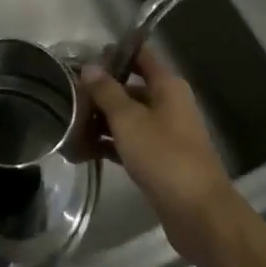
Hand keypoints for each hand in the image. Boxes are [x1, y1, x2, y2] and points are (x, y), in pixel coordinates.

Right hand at [80, 49, 240, 266]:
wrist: (199, 213)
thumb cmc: (164, 156)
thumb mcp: (129, 120)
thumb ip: (107, 92)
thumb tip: (89, 67)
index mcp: (168, 86)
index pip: (141, 56)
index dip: (115, 53)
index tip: (83, 56)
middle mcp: (169, 104)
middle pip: (131, 88)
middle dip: (100, 92)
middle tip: (67, 95)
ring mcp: (165, 134)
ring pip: (128, 118)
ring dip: (101, 121)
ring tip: (67, 125)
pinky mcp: (159, 160)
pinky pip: (129, 143)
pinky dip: (109, 144)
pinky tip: (82, 151)